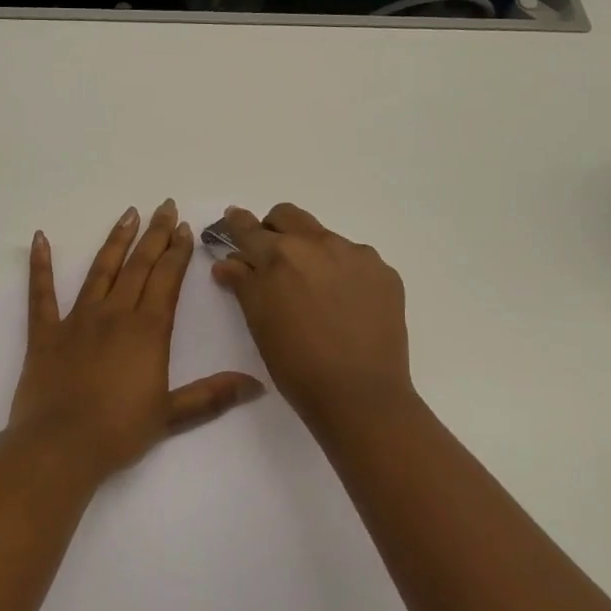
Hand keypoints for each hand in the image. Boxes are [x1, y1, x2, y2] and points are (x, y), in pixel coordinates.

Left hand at [9, 200, 264, 480]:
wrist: (61, 447)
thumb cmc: (119, 431)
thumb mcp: (172, 415)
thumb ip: (213, 395)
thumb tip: (257, 385)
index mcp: (148, 330)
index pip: (167, 280)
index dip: (178, 252)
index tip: (185, 228)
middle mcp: (115, 314)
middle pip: (139, 266)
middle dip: (155, 235)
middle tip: (165, 207)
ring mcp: (77, 319)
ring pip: (100, 270)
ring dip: (116, 240)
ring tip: (129, 213)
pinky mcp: (45, 332)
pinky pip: (41, 292)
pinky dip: (40, 265)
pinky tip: (40, 238)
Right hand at [212, 203, 417, 432]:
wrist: (360, 394)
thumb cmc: (296, 364)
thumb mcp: (259, 323)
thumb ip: (242, 284)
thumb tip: (227, 262)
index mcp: (278, 256)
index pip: (249, 229)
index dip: (237, 223)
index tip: (233, 219)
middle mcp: (317, 243)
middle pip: (288, 216)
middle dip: (274, 228)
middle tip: (272, 257)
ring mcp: (355, 254)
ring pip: (323, 236)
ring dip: (311, 251)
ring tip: (314, 290)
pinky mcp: (383, 271)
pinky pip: (355, 258)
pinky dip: (343, 271)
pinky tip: (345, 304)